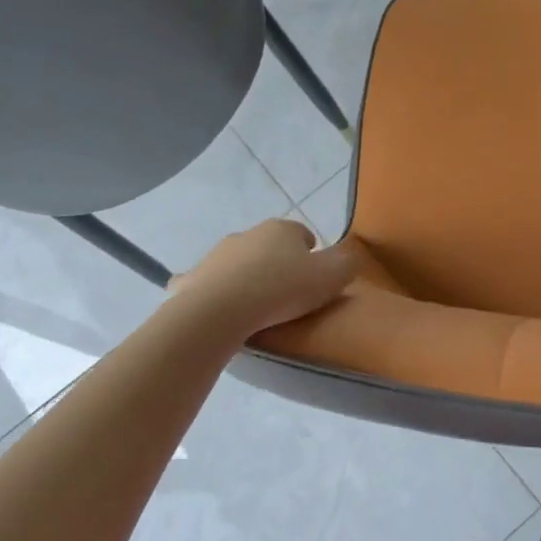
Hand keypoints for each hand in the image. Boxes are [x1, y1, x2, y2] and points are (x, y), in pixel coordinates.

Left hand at [171, 219, 359, 336]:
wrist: (222, 309)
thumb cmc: (283, 289)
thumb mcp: (332, 277)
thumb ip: (346, 264)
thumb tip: (347, 259)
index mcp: (282, 230)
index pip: (303, 234)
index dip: (312, 254)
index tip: (315, 278)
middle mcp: (248, 234)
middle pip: (269, 246)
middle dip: (278, 263)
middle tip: (289, 294)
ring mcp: (217, 254)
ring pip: (239, 262)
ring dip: (248, 276)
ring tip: (258, 306)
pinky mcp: (193, 278)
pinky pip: (207, 282)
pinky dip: (214, 291)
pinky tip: (221, 311)